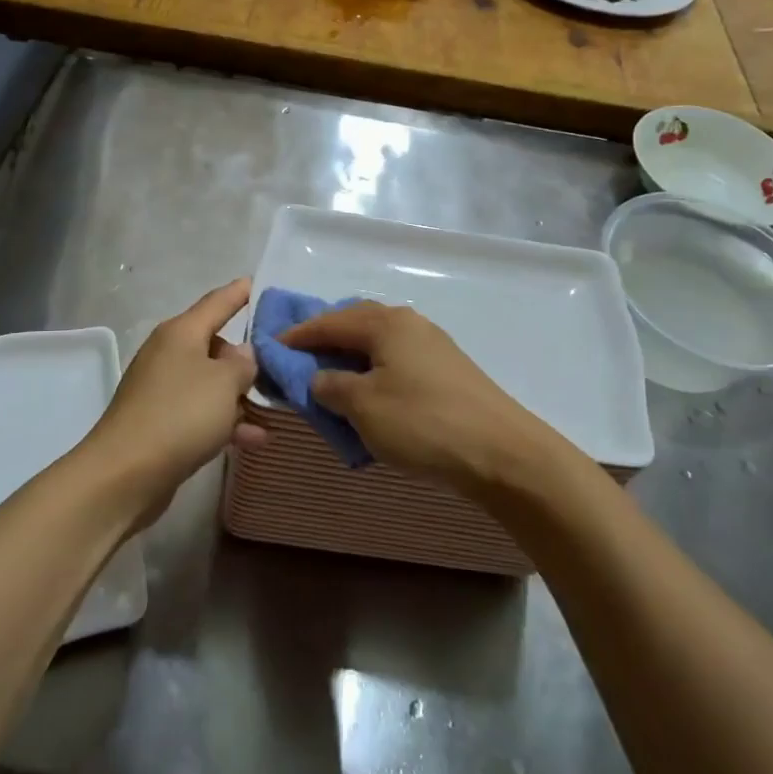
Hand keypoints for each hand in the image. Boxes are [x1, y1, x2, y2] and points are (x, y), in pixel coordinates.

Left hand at [83, 278, 266, 525]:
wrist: (125, 473)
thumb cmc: (180, 415)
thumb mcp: (224, 383)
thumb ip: (244, 363)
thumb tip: (243, 353)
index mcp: (181, 332)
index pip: (218, 302)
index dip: (240, 292)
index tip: (260, 283)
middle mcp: (169, 353)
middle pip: (215, 345)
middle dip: (247, 356)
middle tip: (280, 365)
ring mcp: (162, 389)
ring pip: (211, 382)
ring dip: (240, 395)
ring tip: (274, 407)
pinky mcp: (160, 422)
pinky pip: (201, 412)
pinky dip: (226, 421)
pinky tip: (255, 439)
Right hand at [281, 302, 552, 493]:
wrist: (501, 452)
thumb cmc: (422, 422)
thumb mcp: (363, 406)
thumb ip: (330, 386)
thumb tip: (319, 379)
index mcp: (385, 323)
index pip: (329, 321)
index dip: (297, 335)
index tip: (271, 347)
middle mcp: (409, 324)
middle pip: (355, 323)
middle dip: (325, 339)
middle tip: (299, 360)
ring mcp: (433, 346)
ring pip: (378, 343)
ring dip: (350, 357)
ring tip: (329, 379)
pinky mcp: (447, 371)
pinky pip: (396, 361)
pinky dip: (373, 372)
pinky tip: (368, 394)